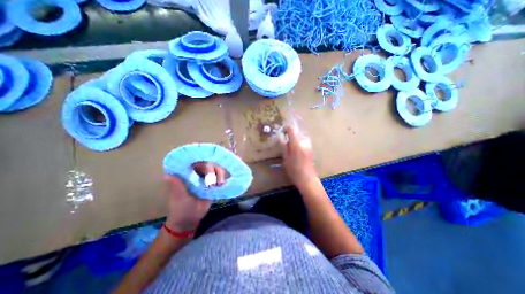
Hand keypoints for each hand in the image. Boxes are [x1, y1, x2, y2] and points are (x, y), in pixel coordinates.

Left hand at [165, 163, 223, 231]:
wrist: (189, 221)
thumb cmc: (180, 209)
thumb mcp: (178, 198)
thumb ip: (176, 186)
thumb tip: (167, 174)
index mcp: (187, 174)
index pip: (197, 162)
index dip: (204, 161)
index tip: (211, 167)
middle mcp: (197, 174)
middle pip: (209, 164)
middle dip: (215, 169)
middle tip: (218, 180)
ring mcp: (205, 179)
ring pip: (216, 170)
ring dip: (220, 174)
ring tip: (220, 183)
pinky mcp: (212, 185)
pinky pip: (219, 177)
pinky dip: (222, 178)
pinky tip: (222, 184)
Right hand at [281, 126, 317, 187]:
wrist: (307, 178)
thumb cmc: (294, 170)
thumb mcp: (286, 158)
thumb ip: (285, 147)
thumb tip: (285, 139)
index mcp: (296, 144)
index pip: (291, 130)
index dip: (287, 129)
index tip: (283, 131)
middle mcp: (304, 142)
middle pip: (297, 133)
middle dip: (291, 135)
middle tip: (286, 141)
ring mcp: (308, 145)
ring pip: (300, 138)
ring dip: (295, 139)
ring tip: (290, 147)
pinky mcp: (310, 149)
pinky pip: (303, 142)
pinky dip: (298, 143)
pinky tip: (296, 151)